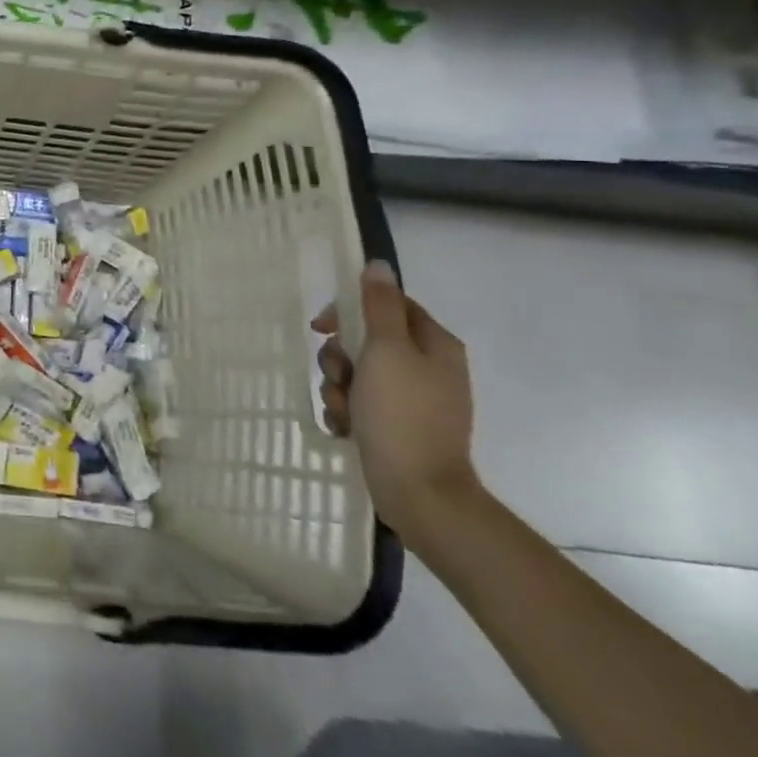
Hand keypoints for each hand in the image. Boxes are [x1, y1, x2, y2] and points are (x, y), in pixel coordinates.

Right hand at [315, 260, 479, 546]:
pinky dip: (347, 411)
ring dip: (339, 388)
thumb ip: (379, 306)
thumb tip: (379, 264)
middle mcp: (427, 368)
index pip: (388, 305)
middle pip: (367, 340)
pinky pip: (361, 404)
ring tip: (345, 410)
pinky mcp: (397, 427)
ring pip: (358, 374)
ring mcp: (413, 400)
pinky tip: (346, 427)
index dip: (350, 311)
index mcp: (434, 345)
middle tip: (339, 375)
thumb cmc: (401, 414)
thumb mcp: (386, 350)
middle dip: (340, 358)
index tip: (322, 327)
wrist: (418, 492)